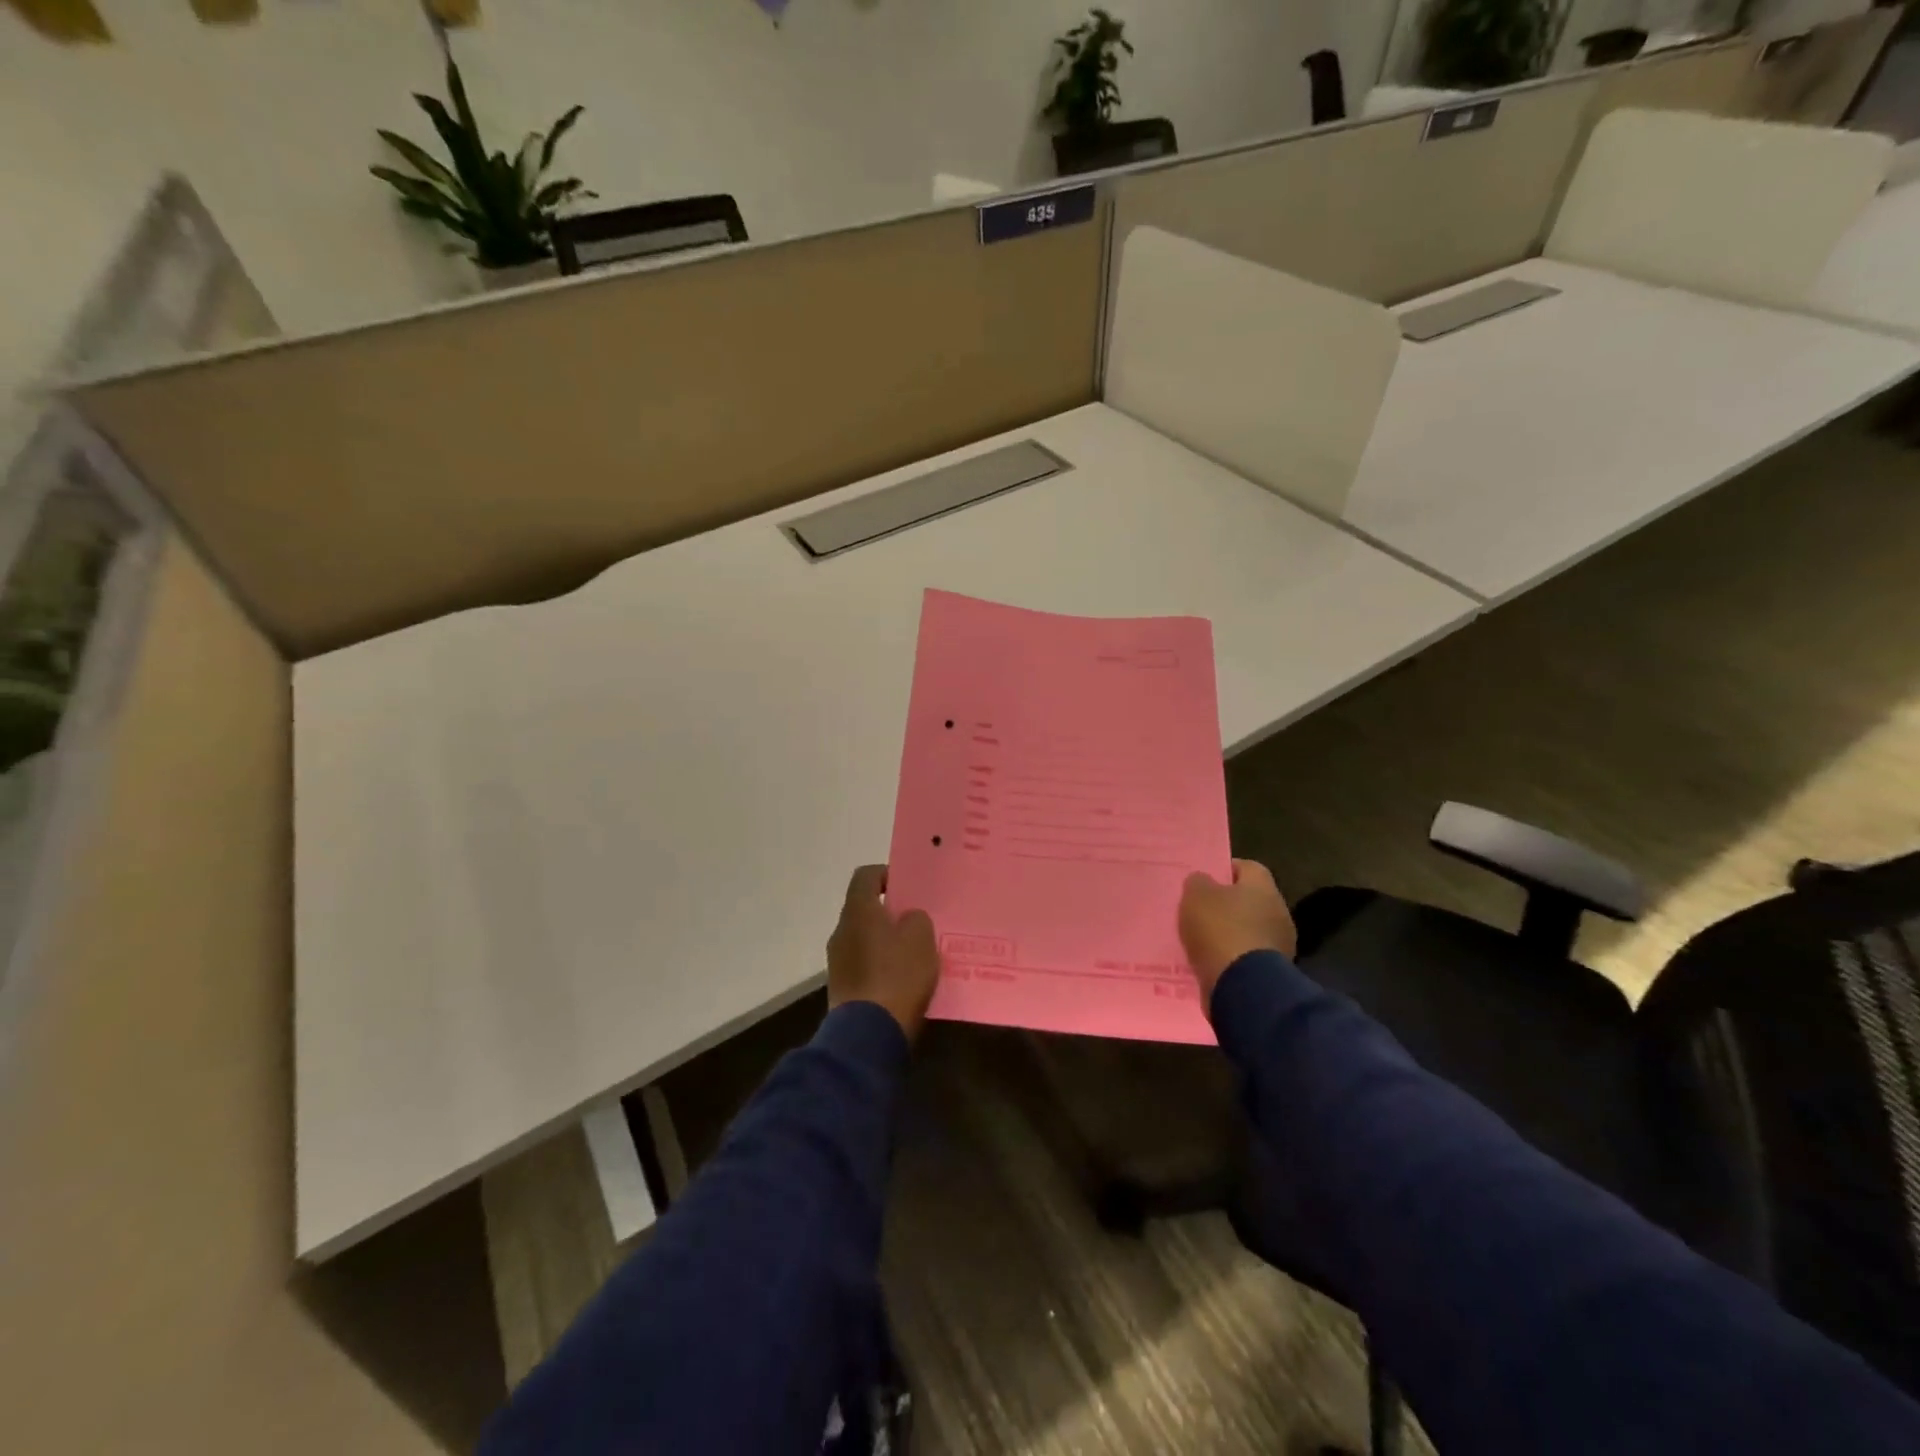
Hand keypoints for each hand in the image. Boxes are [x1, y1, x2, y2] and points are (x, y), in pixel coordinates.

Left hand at [827, 865, 941, 1041]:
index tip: (908, 887)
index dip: (887, 874)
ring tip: (914, 953)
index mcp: (858, 910)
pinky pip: (864, 965)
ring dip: (885, 941)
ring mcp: (838, 961)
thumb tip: (906, 919)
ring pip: (864, 938)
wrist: (869, 1033)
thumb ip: (915, 918)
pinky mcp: (842, 988)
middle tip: (917, 921)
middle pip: (865, 909)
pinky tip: (902, 980)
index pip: (866, 875)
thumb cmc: (897, 974)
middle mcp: (841, 930)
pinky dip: (881, 966)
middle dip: (890, 912)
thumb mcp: (921, 937)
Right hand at [1178, 859, 1296, 1009]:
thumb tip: (1203, 881)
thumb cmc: (1220, 930)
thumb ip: (1198, 882)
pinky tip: (1211, 961)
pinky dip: (1231, 957)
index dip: (1224, 870)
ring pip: (1248, 929)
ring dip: (1229, 932)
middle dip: (1226, 903)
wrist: (1243, 987)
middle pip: (1249, 899)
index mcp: (1263, 887)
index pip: (1246, 867)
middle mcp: (1278, 911)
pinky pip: (1247, 956)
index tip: (1204, 880)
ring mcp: (1279, 944)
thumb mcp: (1196, 896)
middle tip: (1199, 909)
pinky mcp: (1273, 971)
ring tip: (1201, 939)